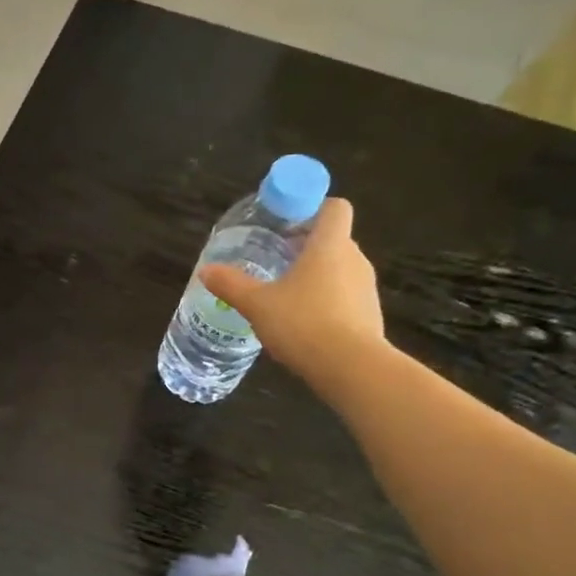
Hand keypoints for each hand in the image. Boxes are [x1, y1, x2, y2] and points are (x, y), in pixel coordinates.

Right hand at [199, 198, 385, 392]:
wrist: (350, 368)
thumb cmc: (302, 323)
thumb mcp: (257, 304)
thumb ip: (232, 285)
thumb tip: (206, 270)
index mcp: (329, 245)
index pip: (334, 207)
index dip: (313, 208)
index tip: (287, 224)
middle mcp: (354, 259)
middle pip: (334, 239)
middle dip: (307, 247)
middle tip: (276, 261)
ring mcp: (366, 289)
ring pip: (340, 270)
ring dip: (317, 277)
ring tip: (286, 297)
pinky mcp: (369, 316)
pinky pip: (346, 298)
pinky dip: (327, 303)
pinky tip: (303, 325)